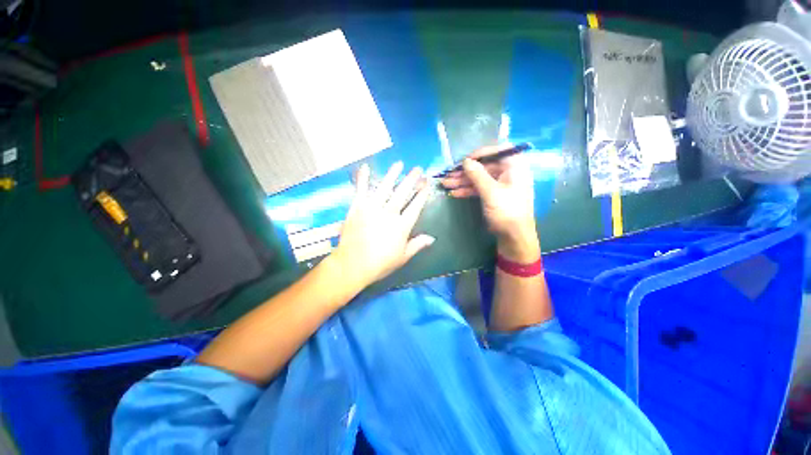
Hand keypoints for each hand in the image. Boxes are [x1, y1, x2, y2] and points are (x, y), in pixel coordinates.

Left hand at [331, 162, 434, 288]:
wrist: (353, 265)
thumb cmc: (380, 263)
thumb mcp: (403, 257)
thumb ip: (417, 245)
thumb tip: (432, 238)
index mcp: (401, 226)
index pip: (415, 207)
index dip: (422, 195)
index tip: (426, 185)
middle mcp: (389, 213)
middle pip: (403, 193)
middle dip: (412, 180)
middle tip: (418, 169)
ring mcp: (372, 208)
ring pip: (385, 188)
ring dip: (393, 175)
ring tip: (399, 164)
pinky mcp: (357, 207)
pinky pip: (361, 190)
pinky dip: (363, 178)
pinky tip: (366, 167)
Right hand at [441, 145, 538, 261]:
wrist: (514, 236)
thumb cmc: (507, 211)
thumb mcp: (491, 192)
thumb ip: (477, 174)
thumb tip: (465, 161)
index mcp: (514, 166)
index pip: (498, 151)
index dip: (480, 153)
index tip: (465, 160)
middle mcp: (508, 173)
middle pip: (484, 167)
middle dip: (465, 172)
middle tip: (448, 175)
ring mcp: (500, 185)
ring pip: (479, 179)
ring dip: (462, 181)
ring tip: (445, 184)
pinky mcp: (494, 196)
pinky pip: (479, 189)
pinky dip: (467, 190)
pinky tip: (454, 193)